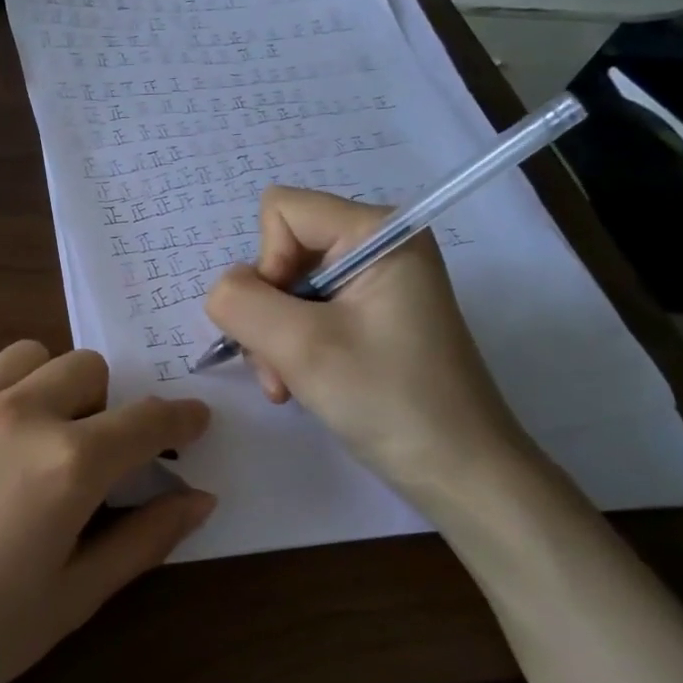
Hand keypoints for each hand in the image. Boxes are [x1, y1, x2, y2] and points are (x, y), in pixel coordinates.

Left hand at [0, 342, 214, 682]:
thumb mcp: (71, 600)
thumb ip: (143, 540)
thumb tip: (198, 499)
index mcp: (67, 464)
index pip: (147, 419)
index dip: (179, 418)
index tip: (190, 423)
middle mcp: (14, 413)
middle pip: (86, 368)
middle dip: (105, 404)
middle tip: (91, 452)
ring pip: (24, 356)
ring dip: (44, 387)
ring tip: (28, 437)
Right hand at [203, 186, 529, 500]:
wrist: (458, 471)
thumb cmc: (387, 400)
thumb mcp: (300, 347)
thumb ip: (241, 302)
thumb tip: (224, 290)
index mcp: (378, 232)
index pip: (281, 211)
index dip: (266, 263)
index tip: (286, 320)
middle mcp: (377, 246)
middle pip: (281, 252)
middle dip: (267, 312)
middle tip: (280, 367)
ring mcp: (374, 284)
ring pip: (285, 289)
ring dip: (273, 338)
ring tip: (287, 384)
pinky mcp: (369, 317)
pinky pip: (305, 313)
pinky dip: (290, 349)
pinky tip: (298, 384)